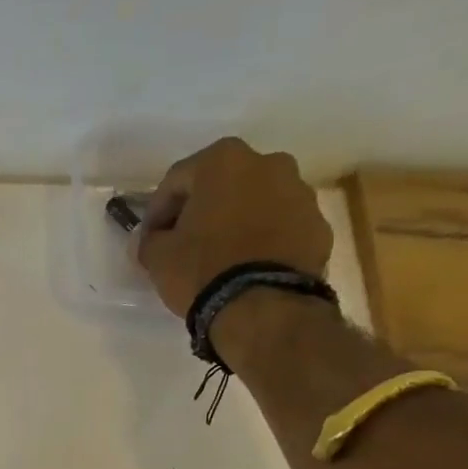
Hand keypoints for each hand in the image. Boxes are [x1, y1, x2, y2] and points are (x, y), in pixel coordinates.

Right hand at [135, 138, 333, 317]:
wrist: (264, 308)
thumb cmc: (204, 271)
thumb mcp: (158, 258)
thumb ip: (149, 241)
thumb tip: (148, 240)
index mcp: (223, 160)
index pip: (177, 180)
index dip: (157, 211)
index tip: (149, 239)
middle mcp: (268, 163)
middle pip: (223, 185)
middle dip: (202, 211)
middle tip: (186, 245)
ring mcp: (300, 193)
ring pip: (256, 203)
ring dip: (237, 223)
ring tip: (222, 259)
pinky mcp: (319, 227)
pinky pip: (281, 229)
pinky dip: (264, 241)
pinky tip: (250, 269)